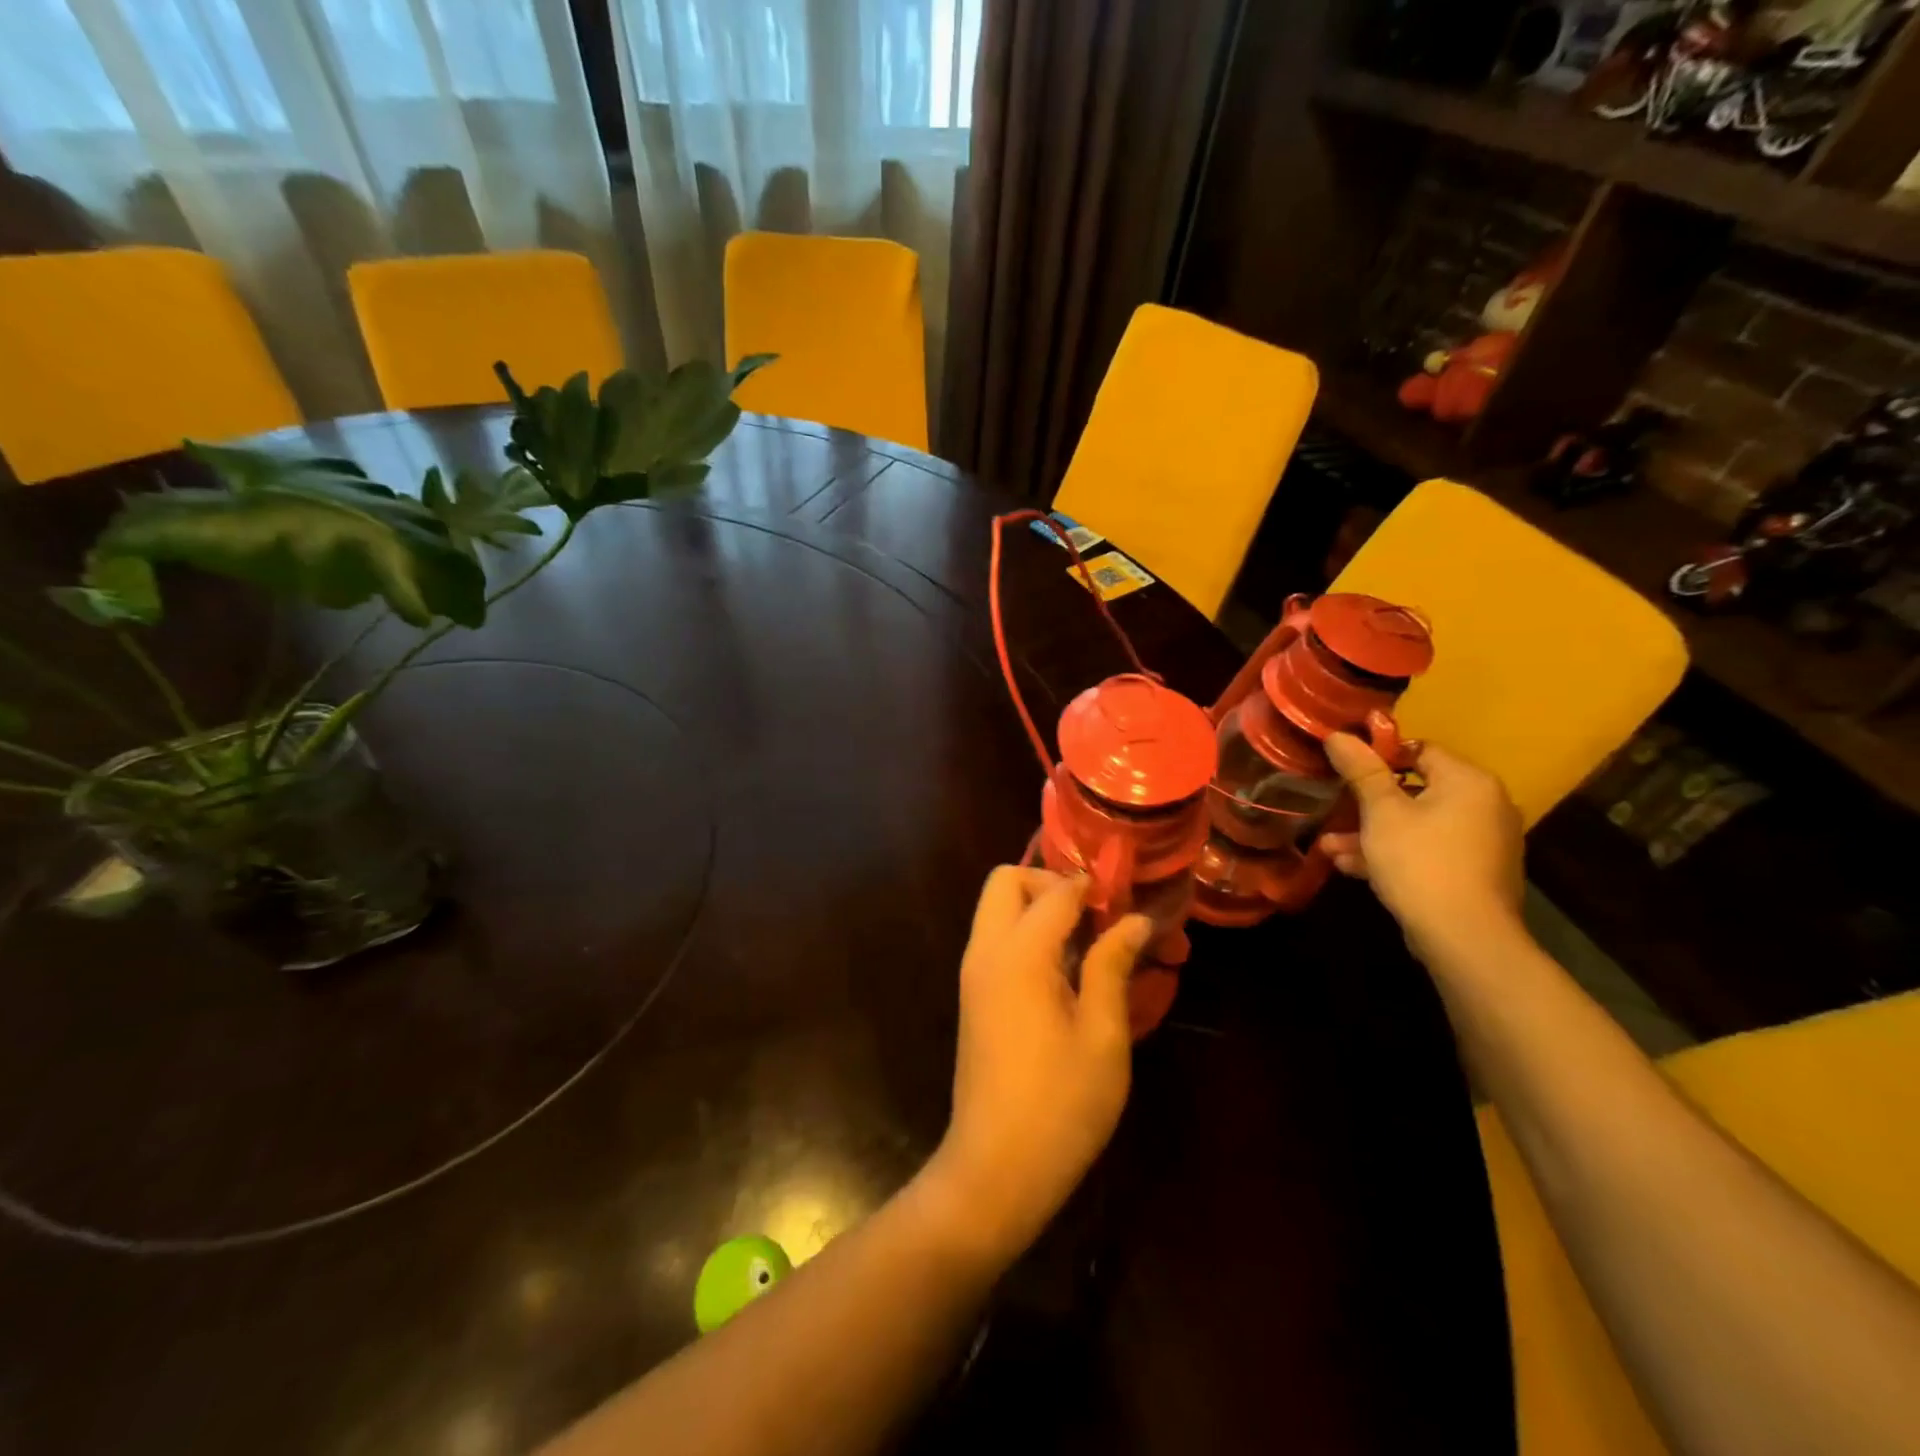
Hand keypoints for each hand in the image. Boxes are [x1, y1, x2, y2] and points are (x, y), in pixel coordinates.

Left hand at [926, 868, 1150, 1261]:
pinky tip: (1064, 973)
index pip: (1055, 891)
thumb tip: (1135, 921)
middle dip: (1050, 883)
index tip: (1127, 901)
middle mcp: (986, 951)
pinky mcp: (972, 996)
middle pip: (1006, 881)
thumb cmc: (1060, 1105)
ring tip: (1087, 944)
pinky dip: (1025, 934)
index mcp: (1019, 954)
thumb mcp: (1102, 1036)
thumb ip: (1112, 967)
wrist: (995, 1169)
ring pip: (996, 908)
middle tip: (1095, 917)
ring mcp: (973, 973)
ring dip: (1037, 908)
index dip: (1093, 888)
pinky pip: (995, 939)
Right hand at [1320, 734, 1524, 964]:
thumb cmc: (1420, 861)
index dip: (1379, 755)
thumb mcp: (1381, 812)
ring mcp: (1484, 843)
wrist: (1465, 938)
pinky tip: (1353, 868)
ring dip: (1373, 834)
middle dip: (1368, 803)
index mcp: (1469, 781)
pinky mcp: (1475, 874)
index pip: (1420, 749)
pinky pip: (1428, 851)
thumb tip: (1338, 734)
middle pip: (1416, 790)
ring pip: (1417, 825)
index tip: (1344, 769)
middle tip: (1333, 811)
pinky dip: (1395, 854)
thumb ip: (1362, 770)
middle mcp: (1485, 805)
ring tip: (1331, 848)